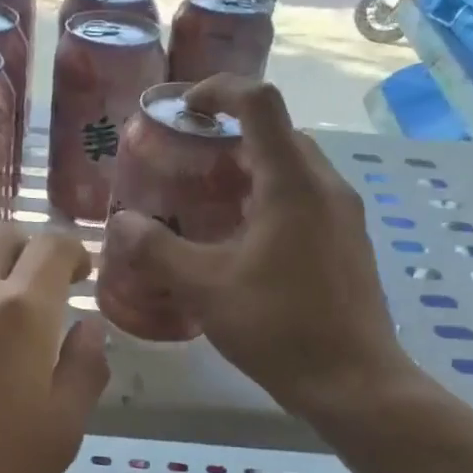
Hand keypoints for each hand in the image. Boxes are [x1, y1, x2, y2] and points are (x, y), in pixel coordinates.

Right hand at [104, 76, 419, 418]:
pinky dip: (269, 200)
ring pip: (292, 168)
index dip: (218, 90)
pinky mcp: (348, 242)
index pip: (259, 102)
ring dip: (249, 172)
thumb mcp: (205, 288)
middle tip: (186, 166)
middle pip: (276, 133)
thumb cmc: (279, 327)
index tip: (183, 109)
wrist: (353, 382)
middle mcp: (325, 186)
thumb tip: (119, 223)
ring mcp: (344, 215)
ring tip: (206, 204)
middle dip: (228, 138)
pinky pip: (304, 199)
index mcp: (292, 183)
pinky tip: (241, 243)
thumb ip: (156, 250)